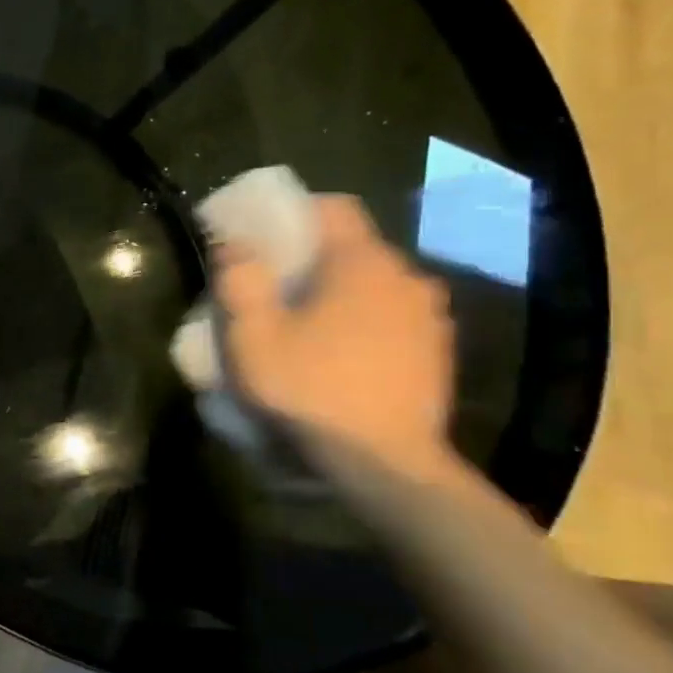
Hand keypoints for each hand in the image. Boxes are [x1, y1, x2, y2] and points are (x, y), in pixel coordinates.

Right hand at [216, 196, 453, 468]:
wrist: (386, 466)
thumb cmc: (311, 391)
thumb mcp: (253, 336)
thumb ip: (240, 279)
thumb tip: (233, 241)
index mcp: (362, 262)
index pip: (334, 207)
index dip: (294, 213)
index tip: (262, 238)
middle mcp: (406, 277)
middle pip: (354, 247)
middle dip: (313, 258)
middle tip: (276, 288)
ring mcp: (430, 316)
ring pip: (376, 284)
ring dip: (343, 293)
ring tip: (310, 326)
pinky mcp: (439, 352)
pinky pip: (395, 317)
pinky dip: (367, 322)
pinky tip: (343, 356)